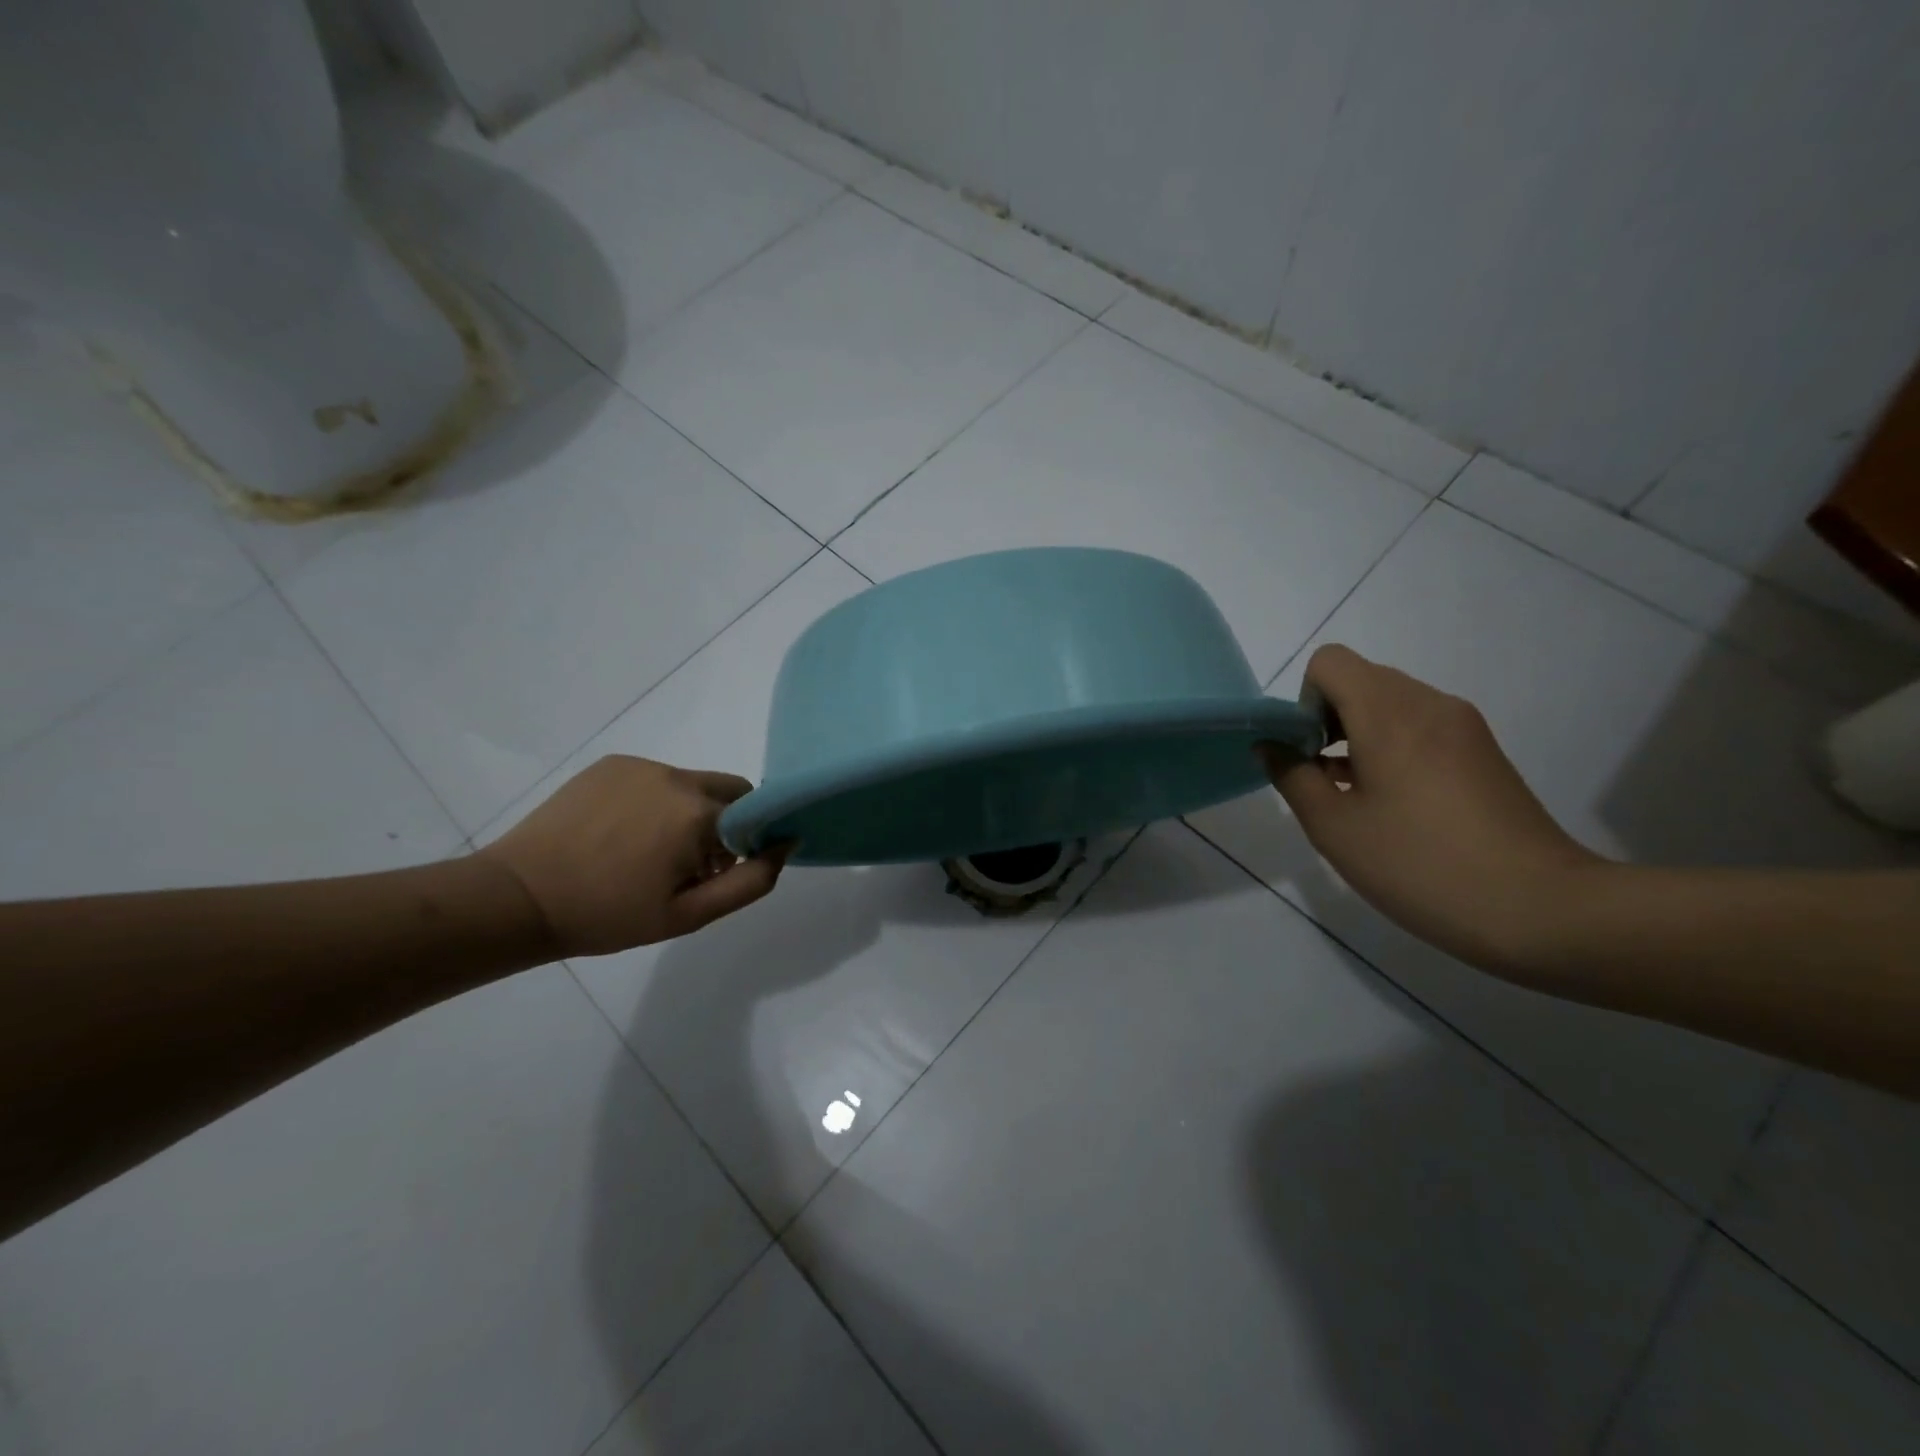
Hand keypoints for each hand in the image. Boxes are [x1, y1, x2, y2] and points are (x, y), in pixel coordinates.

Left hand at [475, 756, 787, 957]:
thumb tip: (787, 842)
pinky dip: (653, 801)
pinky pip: (654, 778)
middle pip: (728, 790)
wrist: (520, 897)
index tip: (717, 869)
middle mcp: (677, 777)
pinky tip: (618, 833)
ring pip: (691, 784)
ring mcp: (641, 766)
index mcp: (700, 813)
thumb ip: (752, 880)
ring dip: (687, 811)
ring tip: (643, 850)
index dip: (745, 842)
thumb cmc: (609, 915)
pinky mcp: (611, 763)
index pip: (755, 811)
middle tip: (685, 863)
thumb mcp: (690, 914)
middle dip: (722, 821)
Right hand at [1260, 645, 1604, 975]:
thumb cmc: (1420, 865)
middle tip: (1325, 781)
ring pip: (1390, 704)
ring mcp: (1463, 726)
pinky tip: (1396, 805)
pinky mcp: (1483, 751)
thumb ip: (1292, 777)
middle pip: (1360, 680)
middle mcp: (1429, 703)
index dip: (1304, 702)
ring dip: (1359, 736)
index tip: (1308, 753)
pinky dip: (1393, 749)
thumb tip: (1271, 745)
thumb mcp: (1334, 827)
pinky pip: (1421, 726)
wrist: (1541, 909)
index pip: (1330, 663)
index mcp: (1390, 713)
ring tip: (1359, 798)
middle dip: (1328, 720)